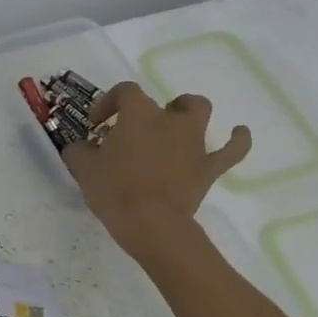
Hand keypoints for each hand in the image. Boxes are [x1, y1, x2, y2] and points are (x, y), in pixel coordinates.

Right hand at [63, 82, 250, 259]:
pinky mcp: (209, 167)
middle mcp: (170, 121)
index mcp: (139, 115)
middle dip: (150, 110)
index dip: (109, 102)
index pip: (125, 92)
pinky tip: (239, 133)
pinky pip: (232, 149)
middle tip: (136, 130)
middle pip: (164, 101)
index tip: (97, 125)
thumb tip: (79, 147)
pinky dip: (237, 139)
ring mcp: (194, 143)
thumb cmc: (115, 191)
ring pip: (199, 111)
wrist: (151, 224)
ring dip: (188, 112)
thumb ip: (78, 151)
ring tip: (177, 123)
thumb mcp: (83, 169)